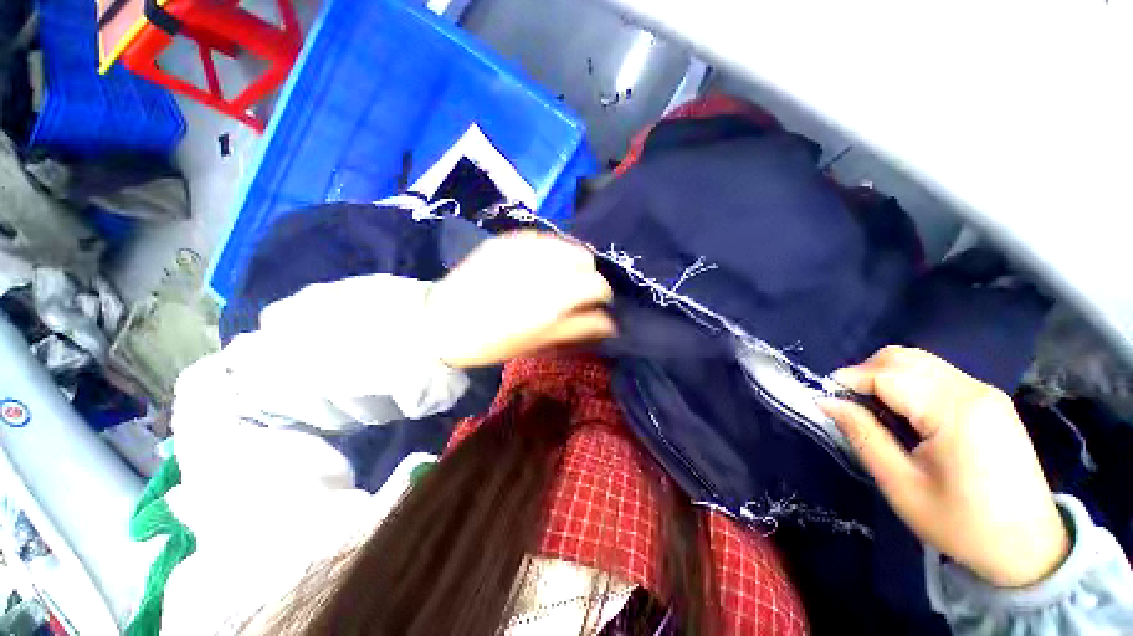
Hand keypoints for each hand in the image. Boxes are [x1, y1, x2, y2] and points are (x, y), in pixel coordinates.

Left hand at [425, 231, 615, 368]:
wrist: (440, 323)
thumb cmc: (492, 341)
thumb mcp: (539, 340)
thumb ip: (579, 327)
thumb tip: (610, 323)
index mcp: (554, 295)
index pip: (597, 284)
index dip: (602, 295)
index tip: (594, 304)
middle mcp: (543, 264)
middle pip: (585, 258)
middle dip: (587, 275)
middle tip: (575, 292)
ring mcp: (522, 246)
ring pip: (565, 244)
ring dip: (569, 261)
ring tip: (557, 278)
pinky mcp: (505, 239)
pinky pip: (541, 238)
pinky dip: (548, 251)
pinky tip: (537, 266)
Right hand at [819, 346, 1069, 587]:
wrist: (1029, 548)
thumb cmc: (961, 523)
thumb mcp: (901, 485)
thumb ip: (863, 435)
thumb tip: (826, 402)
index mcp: (955, 412)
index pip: (887, 374)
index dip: (848, 380)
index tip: (826, 399)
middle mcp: (973, 390)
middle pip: (904, 358)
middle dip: (865, 373)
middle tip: (849, 404)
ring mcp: (985, 392)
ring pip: (919, 361)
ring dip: (885, 376)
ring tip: (873, 409)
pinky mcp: (990, 400)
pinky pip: (937, 375)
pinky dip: (908, 383)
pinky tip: (904, 413)